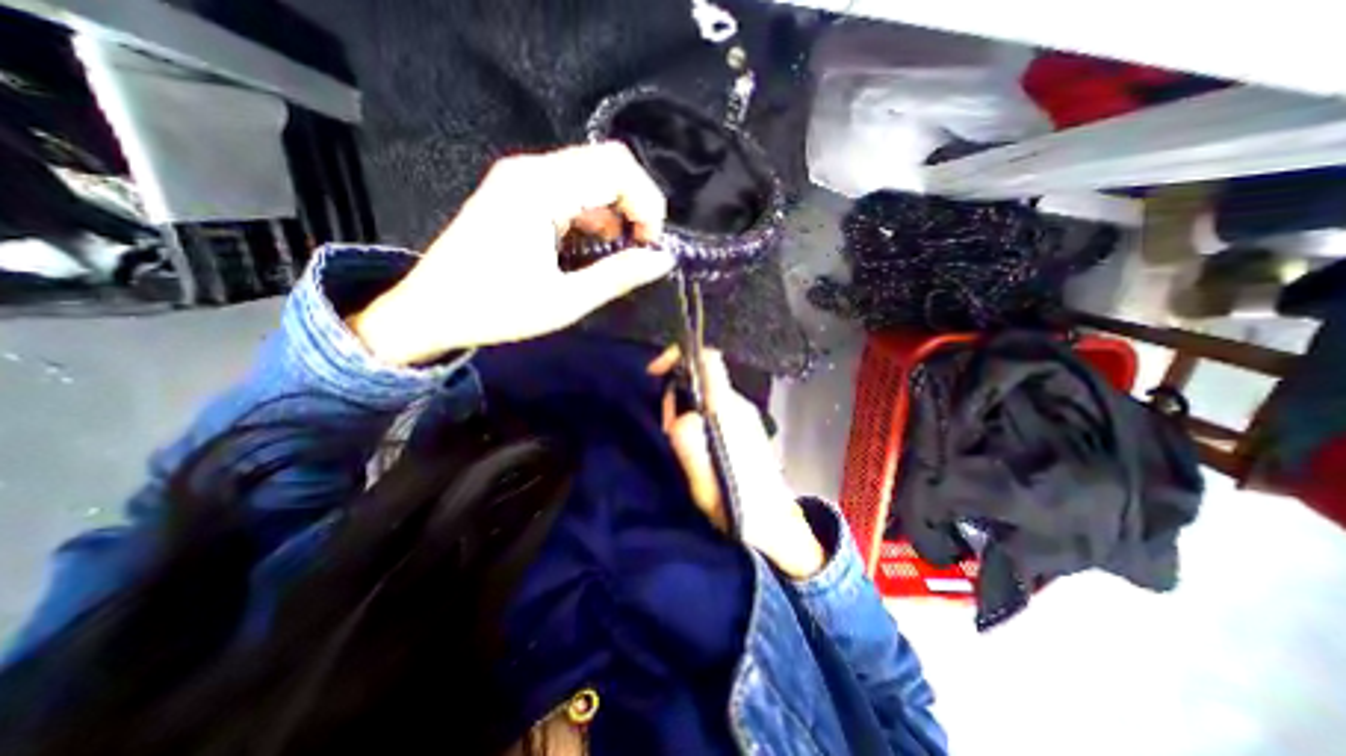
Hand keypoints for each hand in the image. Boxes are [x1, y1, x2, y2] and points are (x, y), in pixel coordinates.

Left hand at [350, 141, 678, 364]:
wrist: (430, 311)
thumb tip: (664, 259)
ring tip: (619, 253)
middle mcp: (531, 170)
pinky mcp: (518, 192)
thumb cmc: (496, 310)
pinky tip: (592, 247)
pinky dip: (594, 215)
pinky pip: (572, 190)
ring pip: (592, 176)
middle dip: (636, 204)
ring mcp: (522, 178)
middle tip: (641, 248)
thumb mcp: (565, 301)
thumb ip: (618, 276)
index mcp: (539, 189)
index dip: (647, 202)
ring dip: (616, 211)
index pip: (616, 167)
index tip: (651, 246)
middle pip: (607, 164)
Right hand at [648, 347, 825, 578]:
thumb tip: (680, 414)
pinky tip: (698, 449)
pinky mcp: (747, 428)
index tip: (656, 373)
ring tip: (683, 447)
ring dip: (685, 411)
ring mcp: (745, 416)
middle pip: (701, 378)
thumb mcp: (702, 476)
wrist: (776, 526)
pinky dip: (698, 419)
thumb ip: (687, 438)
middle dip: (676, 395)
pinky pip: (715, 410)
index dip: (679, 355)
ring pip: (706, 396)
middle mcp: (739, 405)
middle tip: (668, 428)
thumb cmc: (738, 503)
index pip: (708, 360)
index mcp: (727, 410)